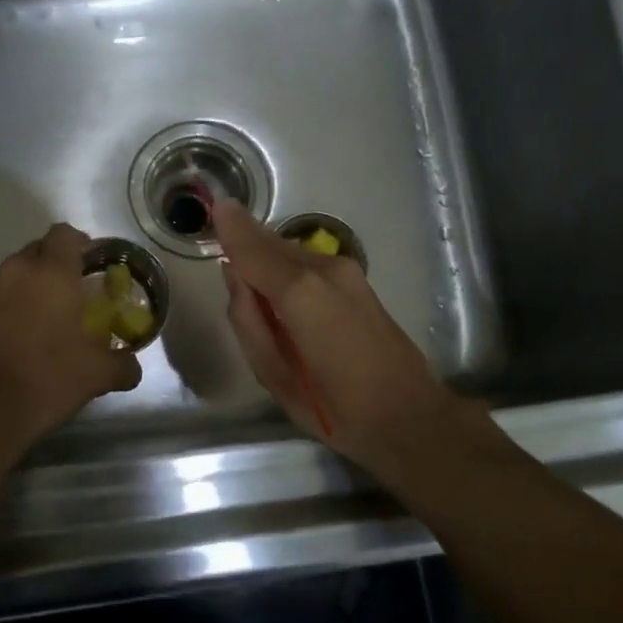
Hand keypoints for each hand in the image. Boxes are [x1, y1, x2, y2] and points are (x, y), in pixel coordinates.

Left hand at [0, 223, 142, 447]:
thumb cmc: (46, 377)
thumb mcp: (96, 375)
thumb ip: (122, 365)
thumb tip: (132, 367)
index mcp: (51, 273)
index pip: (64, 234)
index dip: (80, 243)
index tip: (92, 263)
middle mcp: (15, 272)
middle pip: (37, 252)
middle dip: (55, 267)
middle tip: (74, 294)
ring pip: (13, 278)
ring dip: (29, 291)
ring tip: (47, 322)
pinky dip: (8, 313)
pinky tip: (20, 342)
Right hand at [214, 199, 509, 481]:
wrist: (409, 416)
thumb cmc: (334, 407)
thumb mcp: (273, 375)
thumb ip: (247, 320)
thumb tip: (233, 275)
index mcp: (299, 293)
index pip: (252, 249)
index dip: (231, 228)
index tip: (213, 205)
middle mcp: (324, 270)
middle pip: (272, 243)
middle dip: (245, 237)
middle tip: (220, 233)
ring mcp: (346, 272)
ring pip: (291, 251)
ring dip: (266, 254)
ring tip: (247, 274)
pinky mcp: (358, 281)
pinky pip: (309, 263)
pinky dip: (286, 266)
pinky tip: (280, 290)